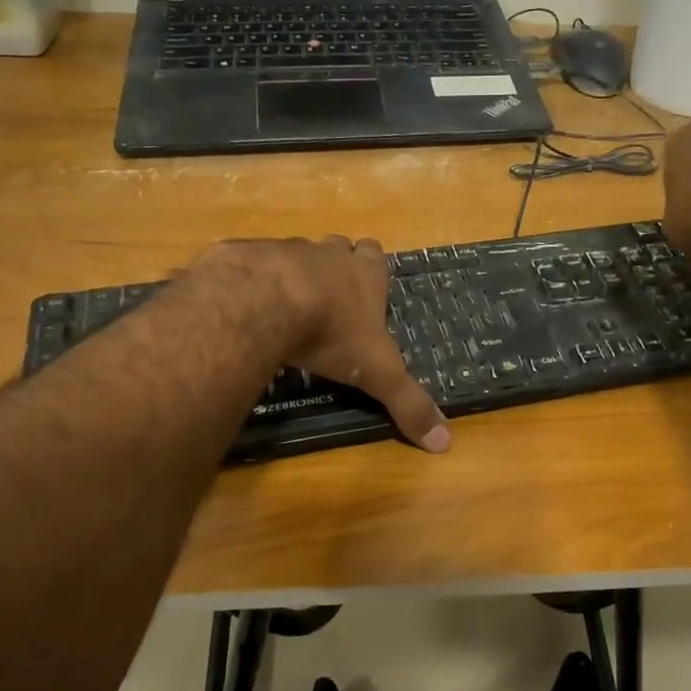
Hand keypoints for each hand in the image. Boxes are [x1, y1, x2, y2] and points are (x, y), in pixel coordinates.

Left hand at [202, 237, 451, 452]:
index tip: (365, 288)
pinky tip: (246, 309)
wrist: (265, 302)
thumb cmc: (332, 332)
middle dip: (334, 267)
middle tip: (328, 300)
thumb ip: (409, 404)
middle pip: (335, 247)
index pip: (374, 254)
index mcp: (364, 274)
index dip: (370, 266)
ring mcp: (284, 250)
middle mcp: (327, 255)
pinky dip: (252, 284)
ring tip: (284, 308)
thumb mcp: (378, 373)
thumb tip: (445, 443)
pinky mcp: (245, 256)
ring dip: (292, 276)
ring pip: (294, 255)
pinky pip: (251, 265)